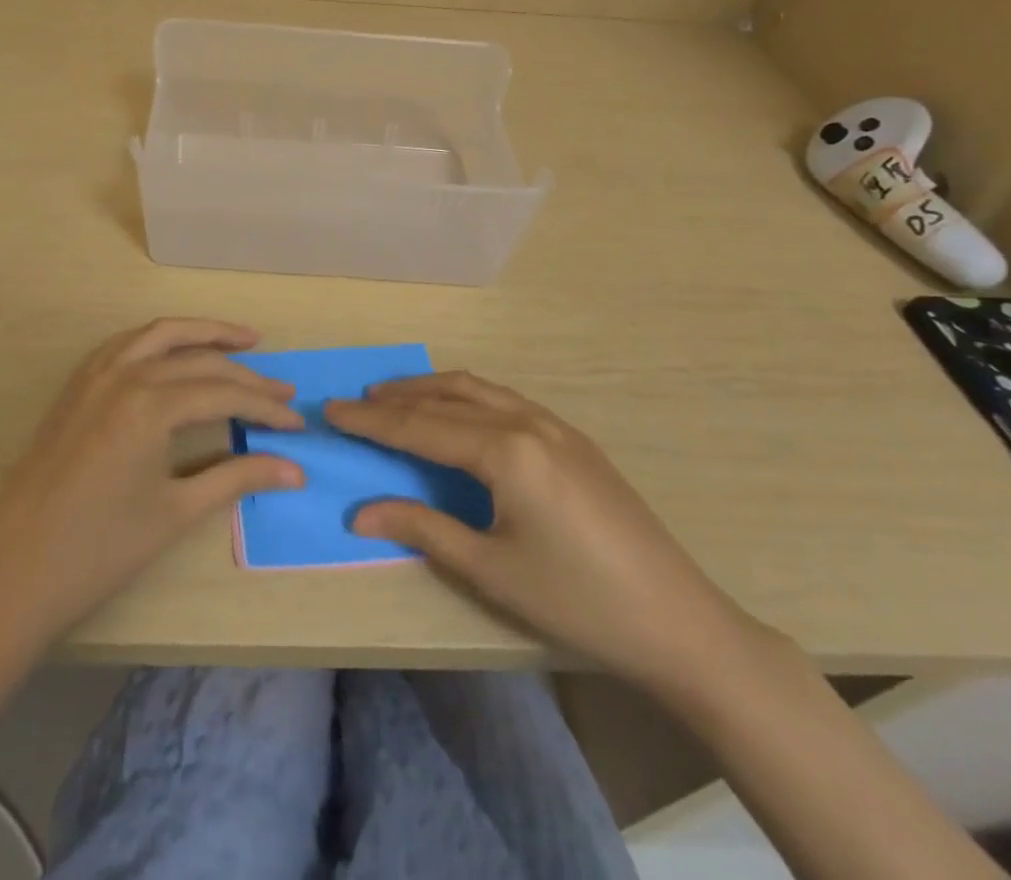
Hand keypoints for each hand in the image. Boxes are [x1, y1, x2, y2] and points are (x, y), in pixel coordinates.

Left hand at [0, 318, 303, 650]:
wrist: (13, 572)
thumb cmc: (99, 549)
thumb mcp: (176, 512)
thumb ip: (238, 478)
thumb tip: (296, 470)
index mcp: (150, 403)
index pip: (224, 392)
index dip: (265, 408)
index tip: (297, 424)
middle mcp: (124, 374)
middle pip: (198, 359)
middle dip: (245, 372)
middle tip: (282, 389)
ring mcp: (94, 375)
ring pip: (159, 335)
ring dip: (202, 333)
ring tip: (242, 340)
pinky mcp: (76, 386)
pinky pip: (125, 344)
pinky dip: (158, 340)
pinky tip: (174, 352)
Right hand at [326, 372, 768, 695]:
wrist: (679, 622)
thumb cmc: (577, 601)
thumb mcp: (491, 570)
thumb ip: (423, 529)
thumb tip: (360, 513)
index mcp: (506, 450)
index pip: (420, 426)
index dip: (371, 421)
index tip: (331, 410)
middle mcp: (528, 422)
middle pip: (447, 396)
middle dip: (397, 397)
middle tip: (357, 400)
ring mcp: (556, 426)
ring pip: (479, 390)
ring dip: (432, 389)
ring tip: (396, 396)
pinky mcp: (575, 440)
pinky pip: (506, 400)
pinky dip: (468, 397)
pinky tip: (459, 413)